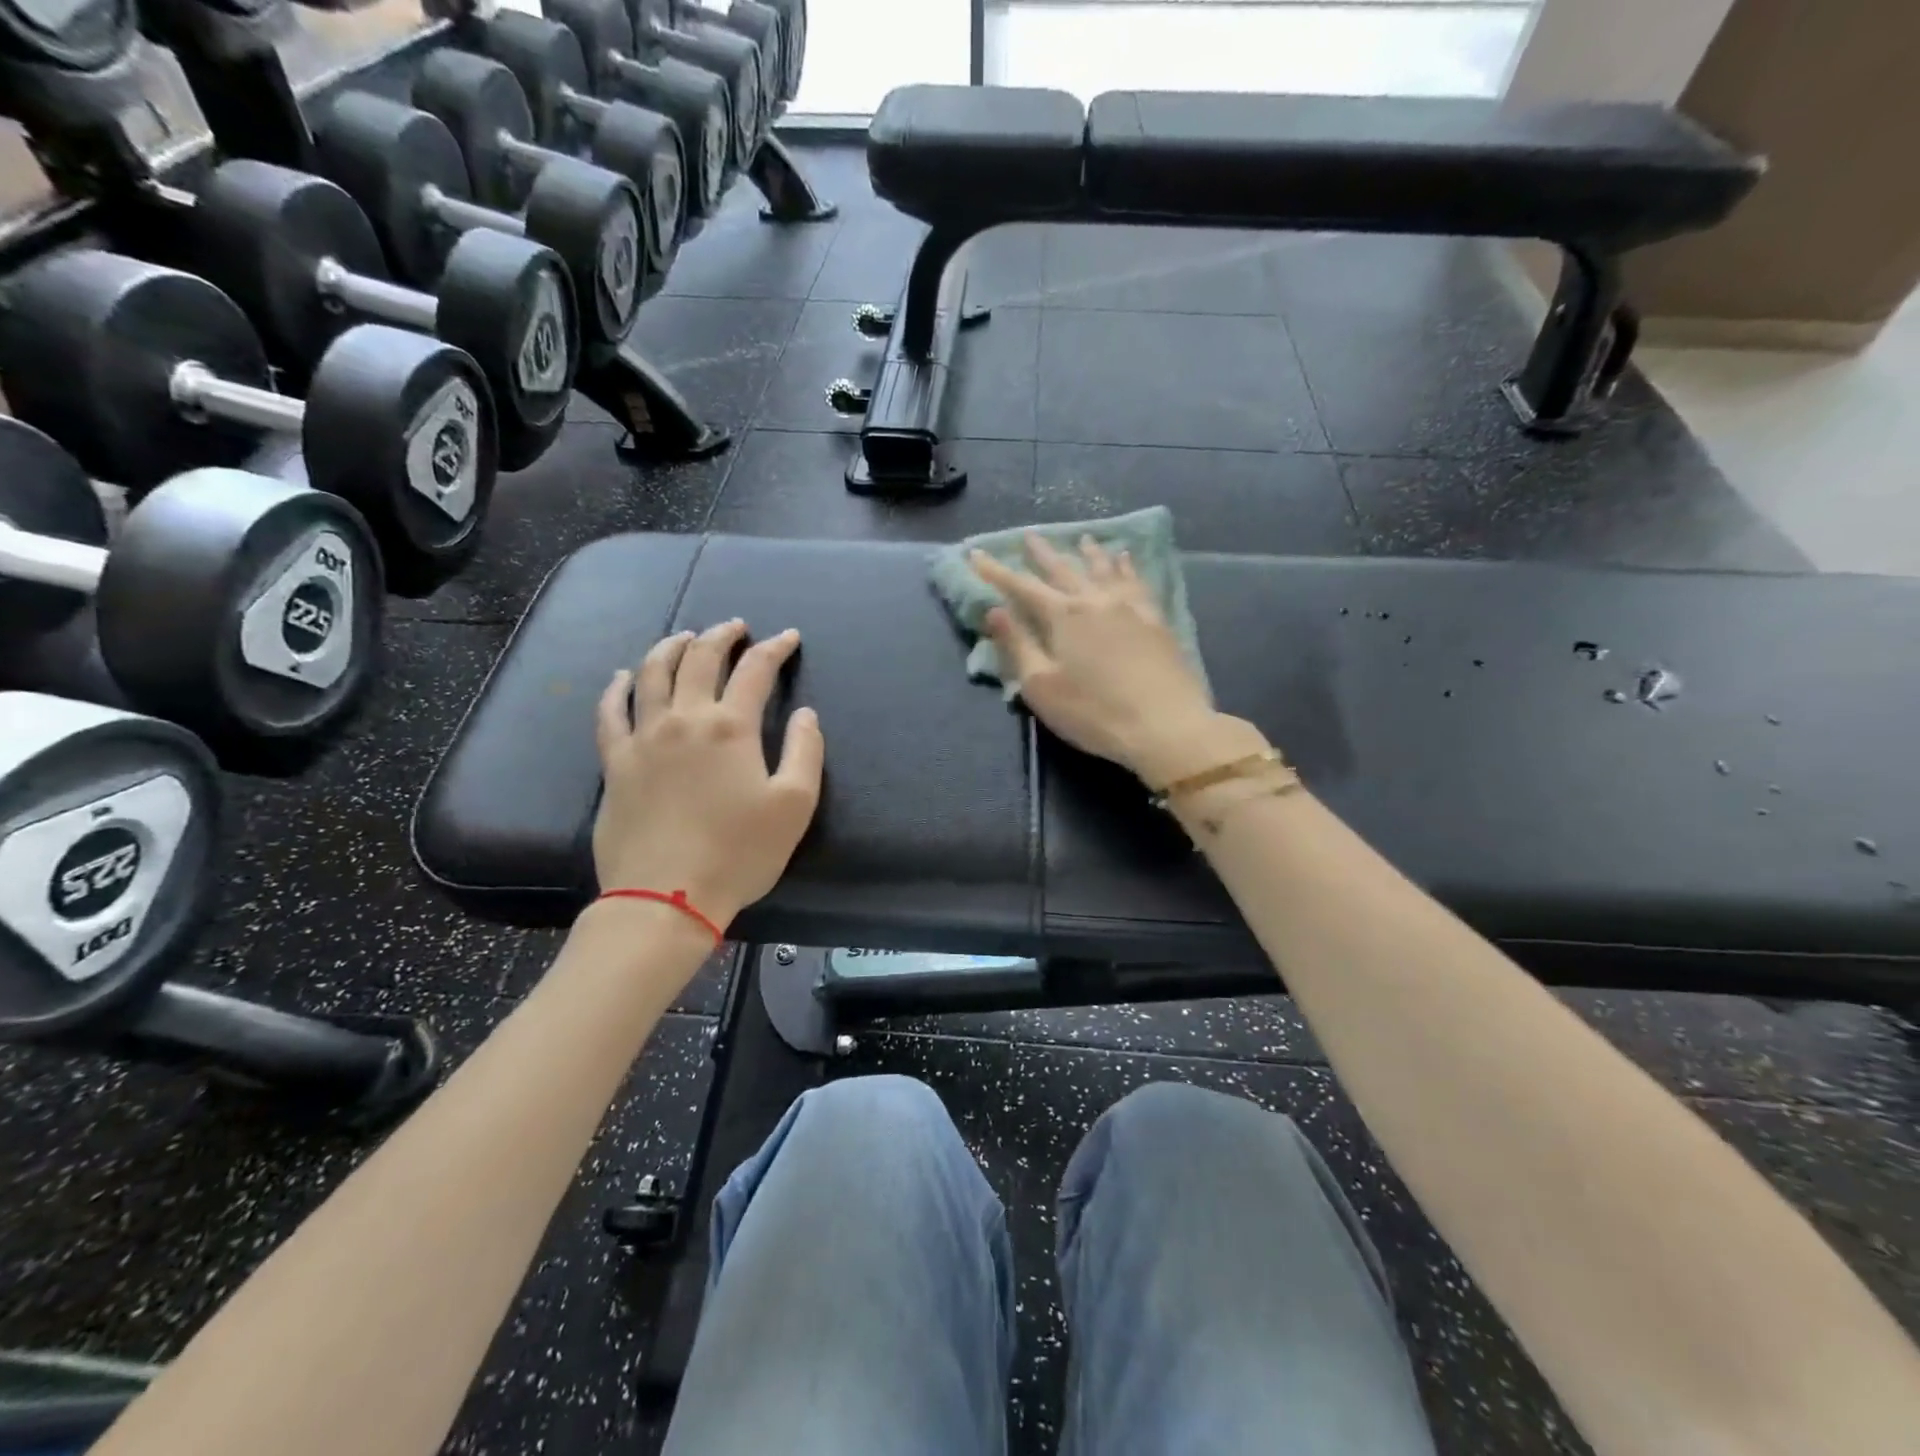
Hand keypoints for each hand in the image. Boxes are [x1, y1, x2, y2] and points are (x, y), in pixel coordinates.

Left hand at [593, 620, 823, 927]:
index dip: (775, 648)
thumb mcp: (794, 805)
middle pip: (699, 659)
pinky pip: (610, 712)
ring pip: (651, 673)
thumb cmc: (739, 853)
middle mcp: (684, 719)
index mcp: (731, 727)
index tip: (788, 638)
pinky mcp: (615, 762)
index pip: (755, 670)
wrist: (666, 897)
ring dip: (671, 647)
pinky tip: (623, 676)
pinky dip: (616, 687)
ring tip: (685, 637)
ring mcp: (643, 738)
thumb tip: (806, 713)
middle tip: (736, 628)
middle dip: (721, 635)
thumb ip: (806, 751)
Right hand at [971, 535, 1266, 786]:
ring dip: (1087, 552)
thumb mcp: (1041, 687)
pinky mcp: (1155, 619)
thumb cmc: (1094, 712)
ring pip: (1103, 568)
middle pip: (1063, 569)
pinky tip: (1125, 558)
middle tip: (1029, 535)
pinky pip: (1137, 580)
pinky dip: (1126, 565)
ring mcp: (1130, 606)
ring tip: (1081, 539)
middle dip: (1042, 553)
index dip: (996, 571)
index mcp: (1063, 616)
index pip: (1021, 586)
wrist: (1165, 725)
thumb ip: (1017, 645)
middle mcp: (1095, 600)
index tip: (976, 554)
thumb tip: (993, 610)